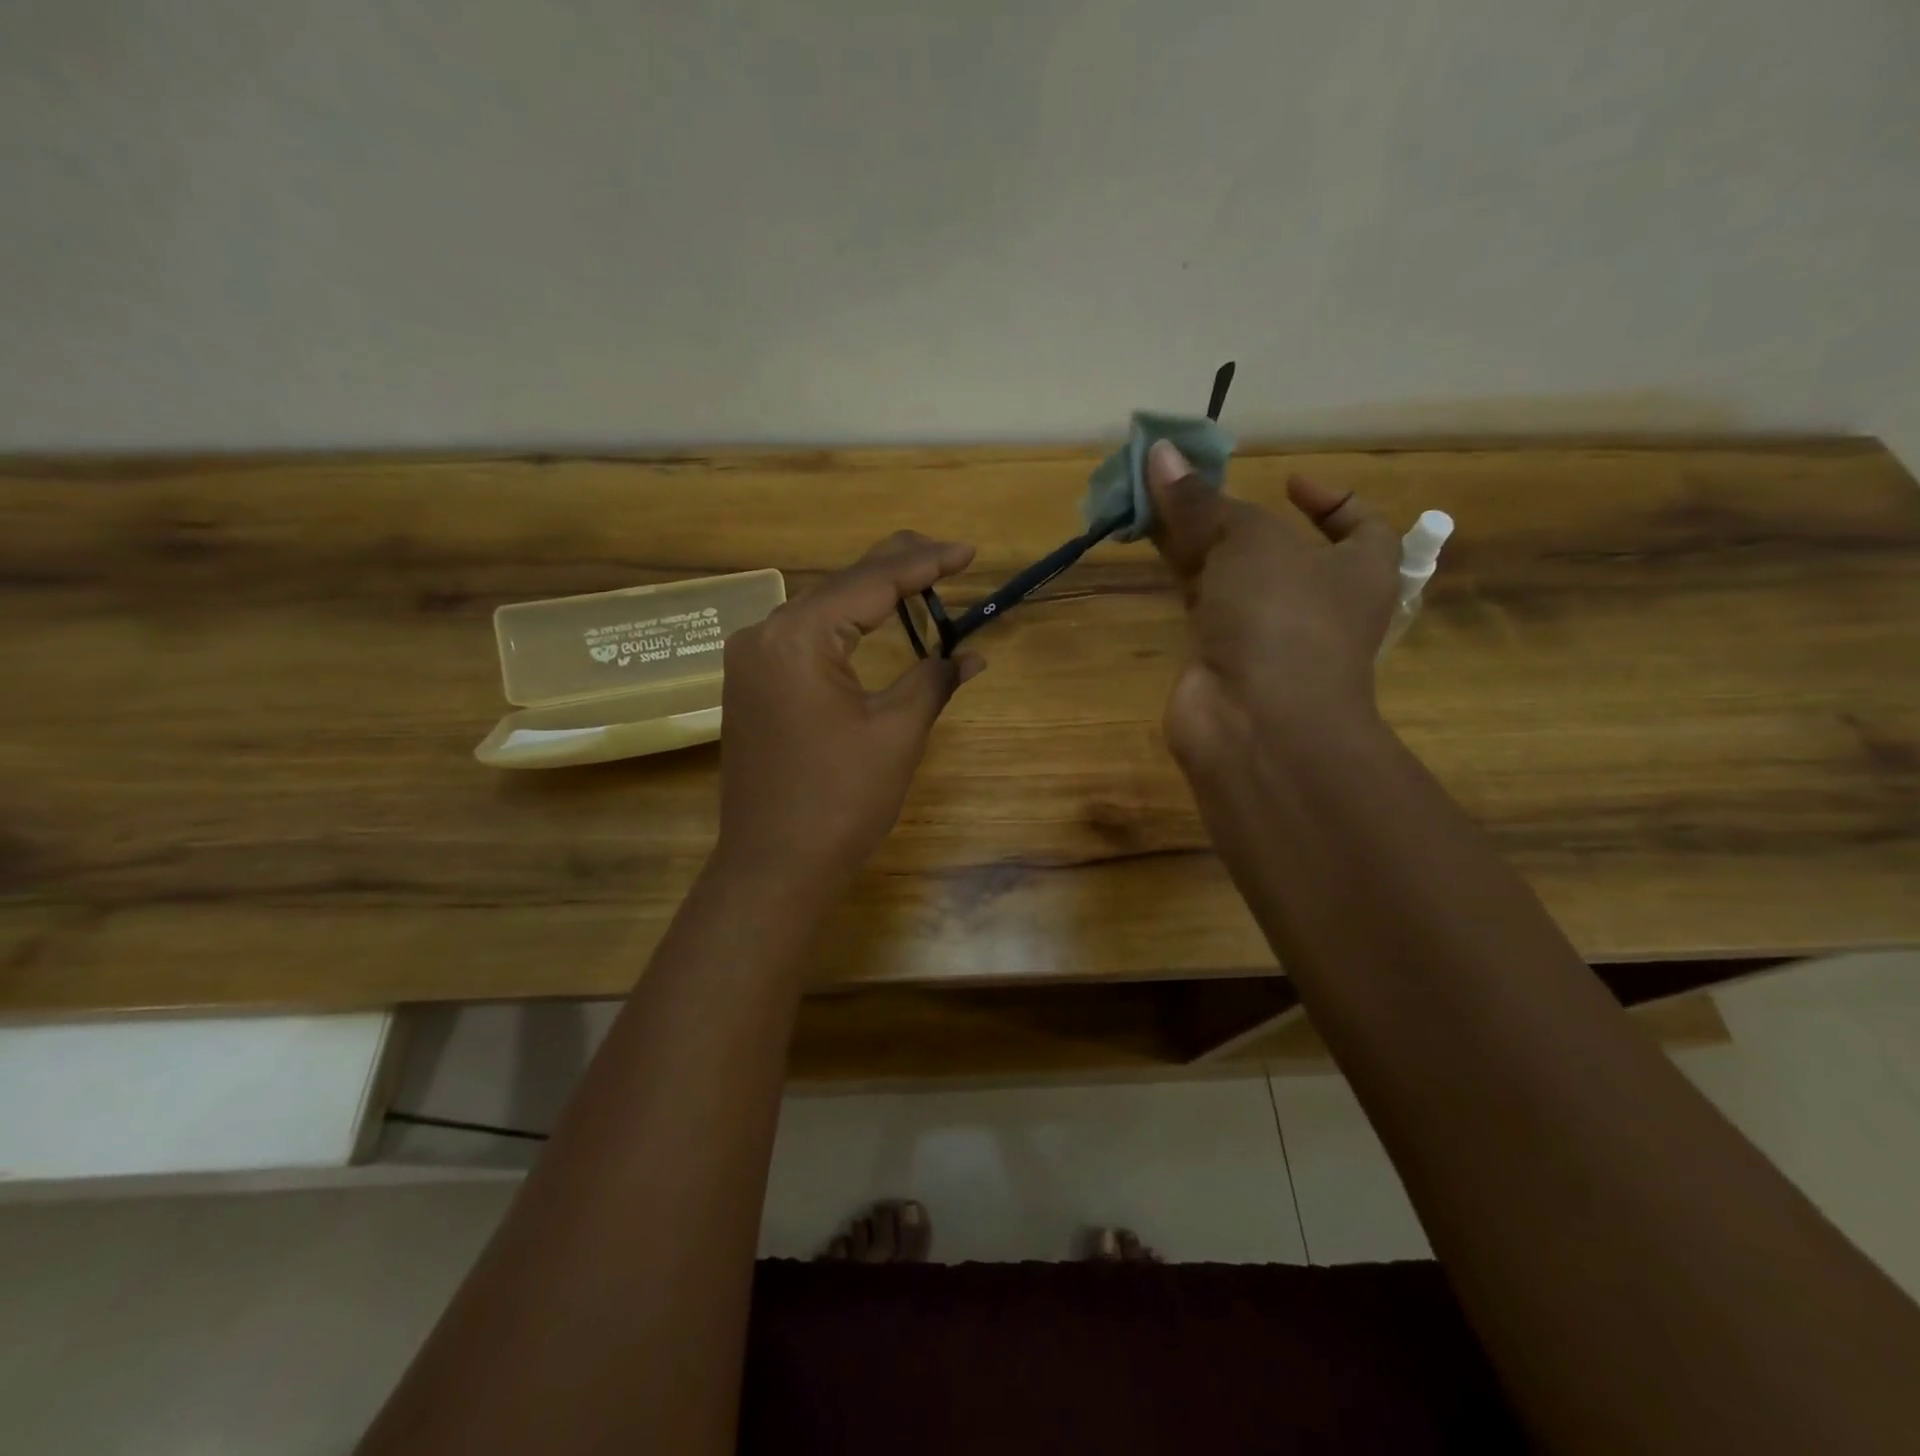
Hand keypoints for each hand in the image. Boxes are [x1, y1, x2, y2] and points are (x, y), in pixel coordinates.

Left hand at [714, 531, 983, 893]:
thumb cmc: (840, 800)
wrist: (773, 865)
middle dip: (897, 567)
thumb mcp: (897, 734)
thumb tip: (971, 655)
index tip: (968, 551)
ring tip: (920, 575)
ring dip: (870, 595)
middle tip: (948, 553)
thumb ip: (932, 680)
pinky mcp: (752, 685)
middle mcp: (764, 634)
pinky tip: (872, 619)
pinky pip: (805, 638)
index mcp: (798, 637)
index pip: (871, 584)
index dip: (925, 564)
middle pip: (841, 586)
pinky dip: (845, 626)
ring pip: (821, 610)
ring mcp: (751, 660)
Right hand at [1145, 440, 1398, 778]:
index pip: (1357, 524)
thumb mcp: (1249, 540)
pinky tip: (1148, 547)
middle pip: (1275, 545)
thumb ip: (1202, 500)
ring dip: (1195, 540)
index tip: (1285, 481)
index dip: (1327, 498)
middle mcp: (1316, 602)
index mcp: (1358, 568)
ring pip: (1230, 575)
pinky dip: (1179, 576)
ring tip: (1152, 501)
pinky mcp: (1221, 659)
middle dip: (1231, 513)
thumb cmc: (1282, 617)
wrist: (1257, 723)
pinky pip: (1201, 605)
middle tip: (1186, 482)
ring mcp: (1267, 635)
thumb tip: (1159, 451)